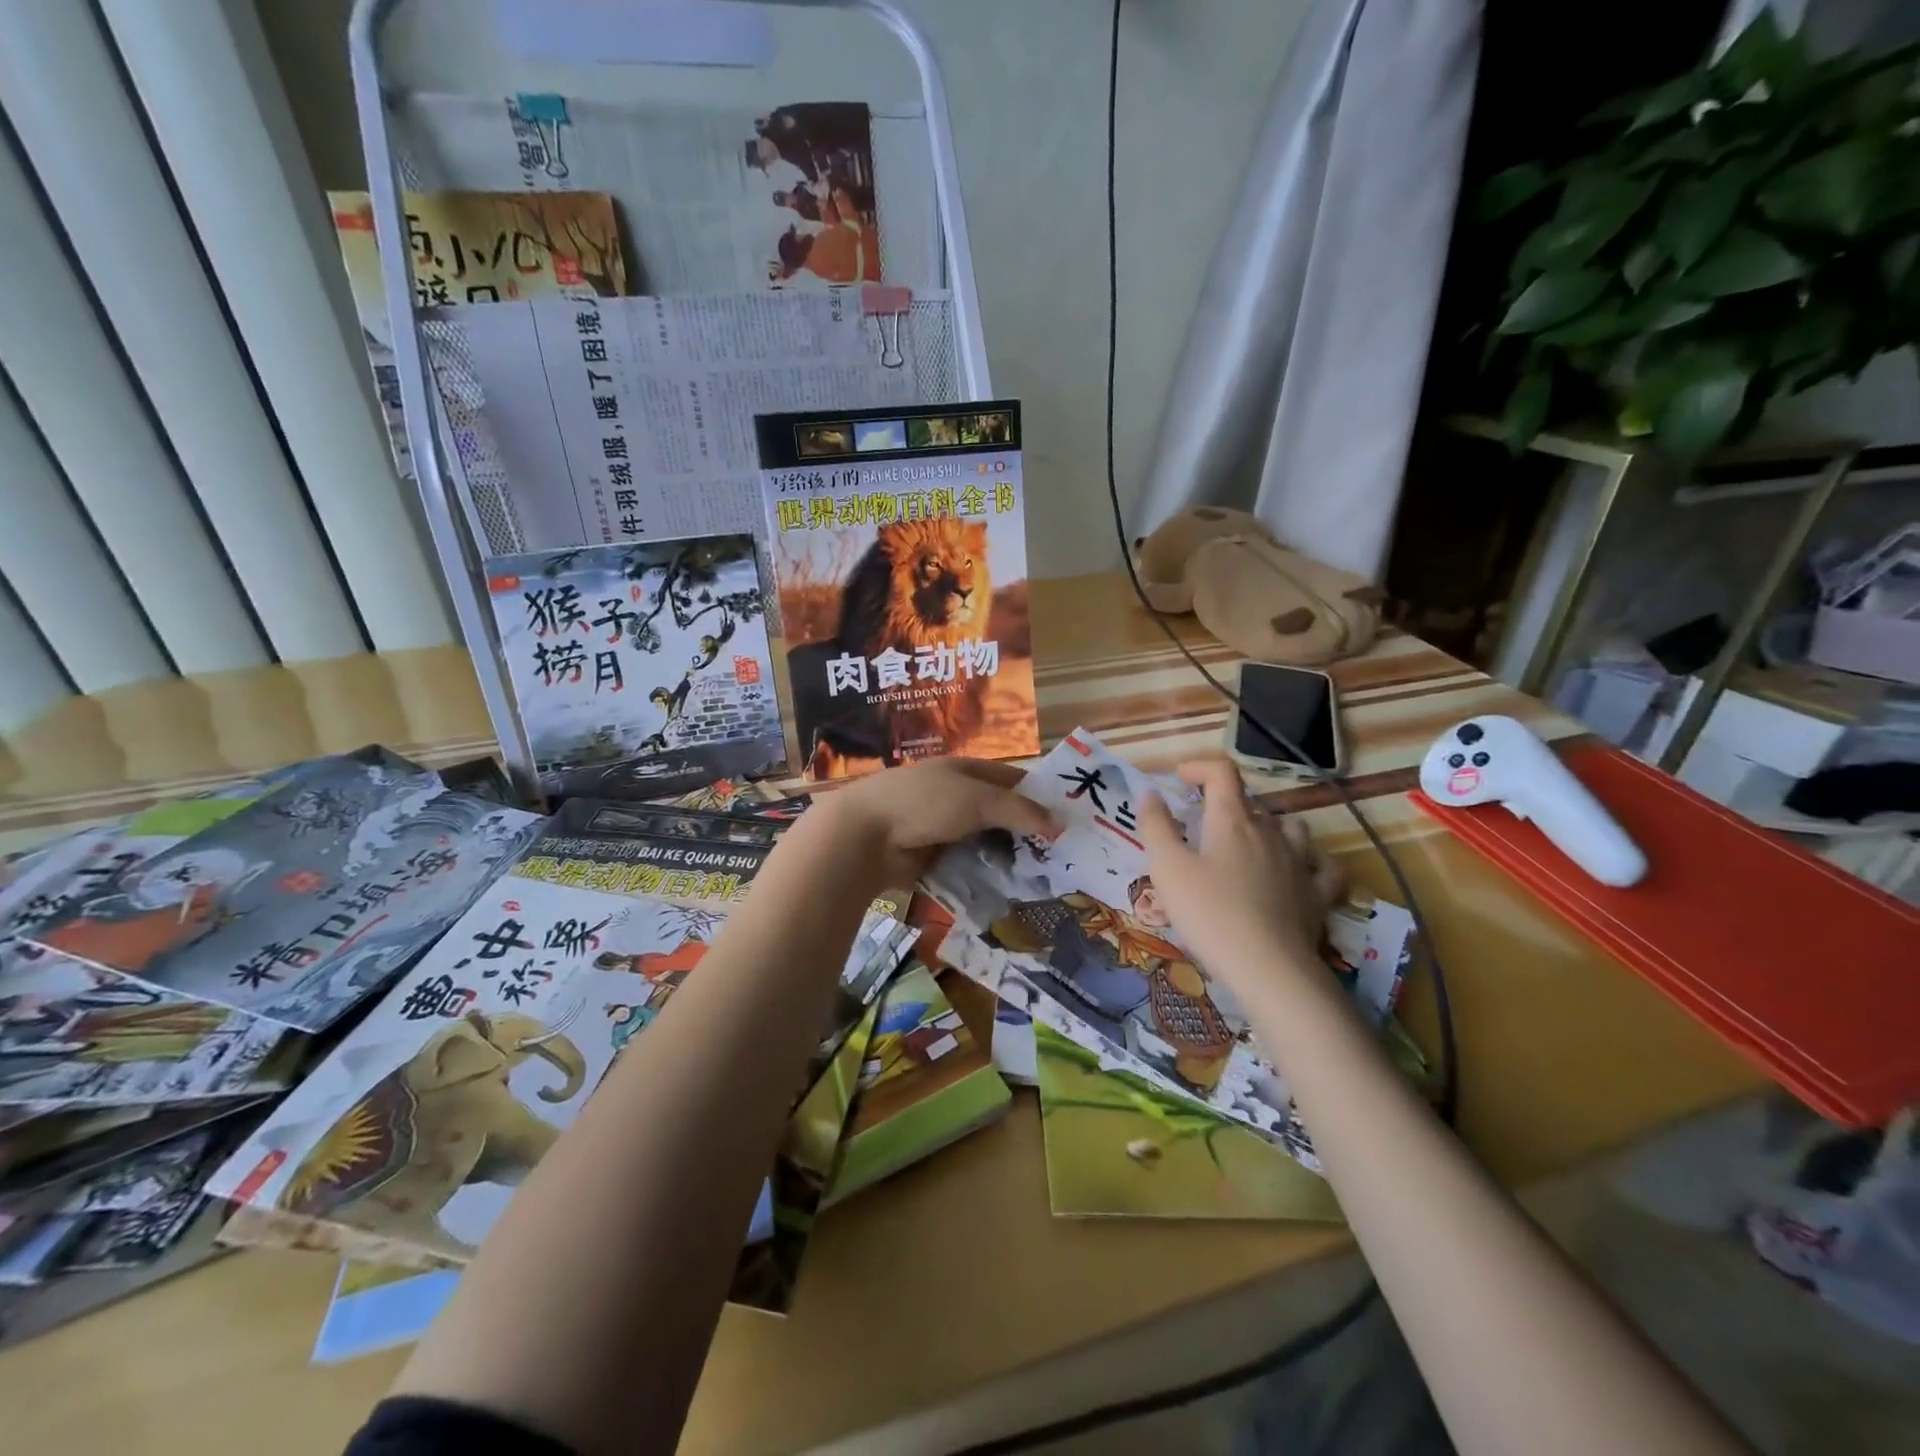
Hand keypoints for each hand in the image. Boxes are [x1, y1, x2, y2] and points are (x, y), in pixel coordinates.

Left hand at [816, 758, 1059, 885]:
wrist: (865, 837)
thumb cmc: (924, 804)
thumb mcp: (978, 800)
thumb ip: (1020, 811)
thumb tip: (1061, 825)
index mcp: (966, 772)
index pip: (1012, 780)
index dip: (1040, 795)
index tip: (1070, 818)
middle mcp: (957, 798)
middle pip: (1001, 815)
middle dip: (1028, 834)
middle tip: (1064, 857)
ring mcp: (944, 830)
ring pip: (986, 844)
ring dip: (1008, 859)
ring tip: (1045, 880)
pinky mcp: (933, 860)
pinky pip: (968, 867)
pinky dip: (986, 876)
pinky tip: (1011, 892)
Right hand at [1138, 758, 1344, 980]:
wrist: (1268, 967)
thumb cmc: (1209, 912)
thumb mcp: (1167, 868)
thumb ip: (1156, 826)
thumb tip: (1150, 793)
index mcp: (1232, 820)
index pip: (1222, 773)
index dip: (1199, 768)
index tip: (1179, 779)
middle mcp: (1269, 831)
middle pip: (1251, 802)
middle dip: (1225, 804)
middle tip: (1201, 827)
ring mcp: (1300, 861)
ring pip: (1291, 826)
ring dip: (1269, 826)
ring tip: (1252, 843)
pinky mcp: (1318, 893)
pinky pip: (1323, 866)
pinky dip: (1311, 861)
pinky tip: (1301, 869)